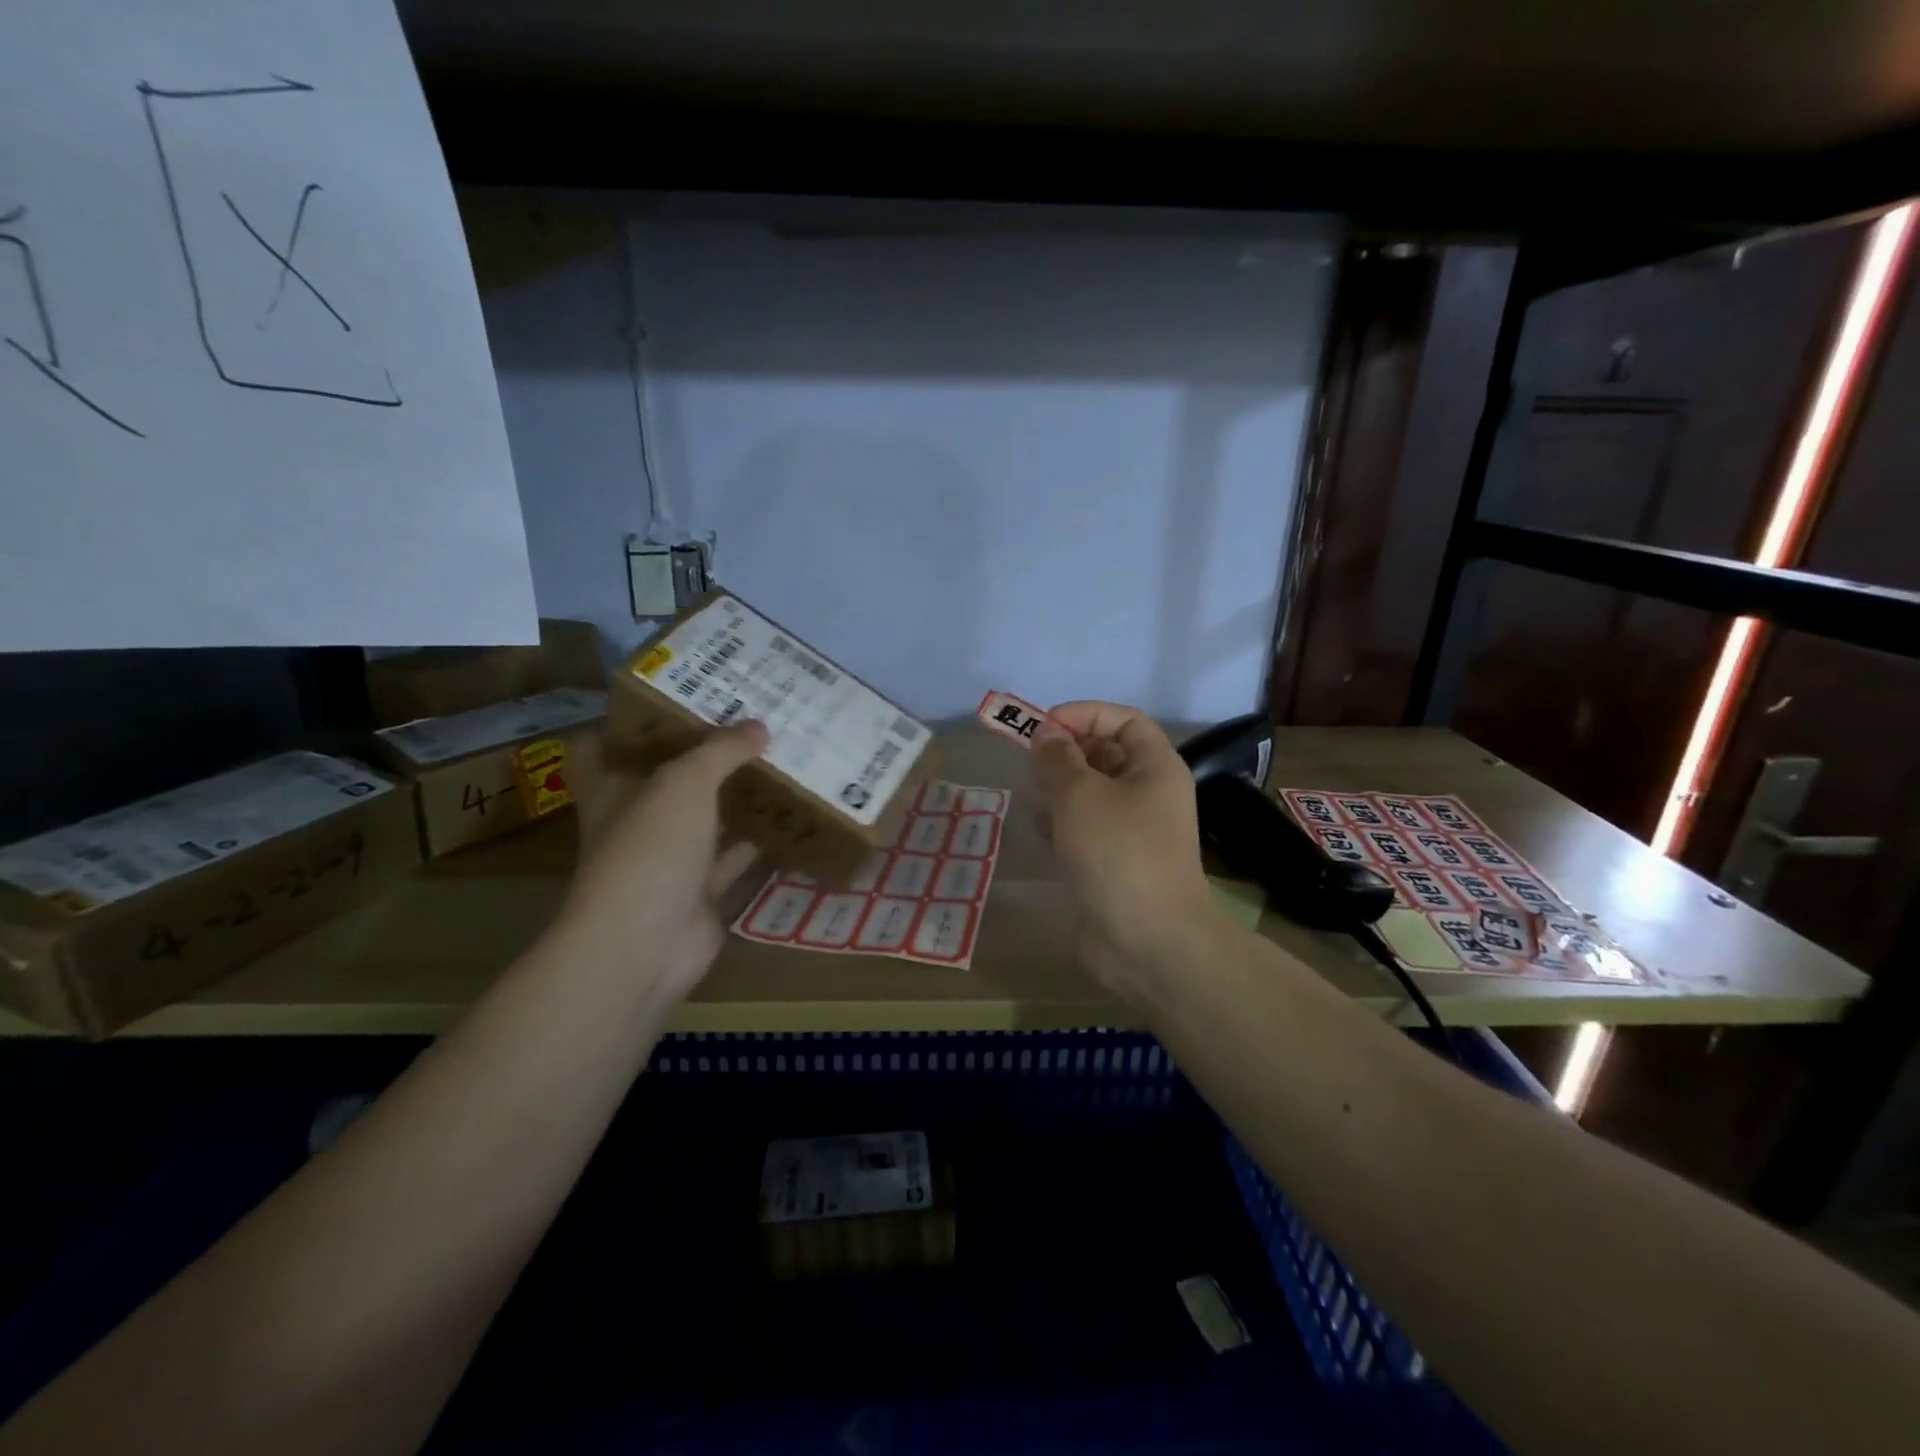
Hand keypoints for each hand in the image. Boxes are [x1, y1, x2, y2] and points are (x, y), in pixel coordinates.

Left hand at [550, 722, 769, 1005]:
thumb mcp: (684, 782)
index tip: (668, 700)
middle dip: (697, 757)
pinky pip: (730, 861)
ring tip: (774, 764)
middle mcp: (634, 823)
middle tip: (742, 725)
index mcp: (612, 790)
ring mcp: (666, 861)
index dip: (624, 723)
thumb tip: (759, 727)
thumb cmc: (649, 848)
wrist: (645, 944)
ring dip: (731, 799)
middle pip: (662, 781)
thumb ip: (721, 751)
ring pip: (701, 820)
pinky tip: (787, 822)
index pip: (599, 747)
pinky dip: (755, 845)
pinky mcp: (697, 893)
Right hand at [1030, 702, 1214, 1003]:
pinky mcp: (1113, 861)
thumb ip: (1057, 758)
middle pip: (1104, 754)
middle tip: (1031, 765)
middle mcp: (1148, 792)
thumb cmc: (1118, 853)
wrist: (1147, 941)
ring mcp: (1132, 830)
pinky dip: (1062, 823)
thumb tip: (1045, 735)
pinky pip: (1084, 827)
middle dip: (1066, 753)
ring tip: (1036, 799)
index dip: (1083, 714)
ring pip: (1090, 792)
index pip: (1122, 719)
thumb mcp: (1080, 795)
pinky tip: (1042, 833)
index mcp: (1155, 767)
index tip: (1042, 727)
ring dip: (1060, 790)